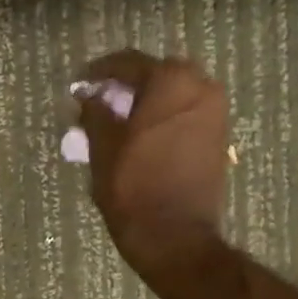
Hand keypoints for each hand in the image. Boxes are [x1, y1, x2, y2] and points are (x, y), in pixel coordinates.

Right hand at [76, 50, 229, 279]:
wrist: (175, 235)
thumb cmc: (133, 187)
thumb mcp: (102, 147)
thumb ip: (95, 112)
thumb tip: (90, 96)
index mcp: (170, 81)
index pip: (128, 63)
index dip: (98, 72)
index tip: (79, 84)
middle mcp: (201, 87)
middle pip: (155, 75)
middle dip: (125, 86)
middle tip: (97, 103)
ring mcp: (215, 112)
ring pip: (172, 94)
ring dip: (145, 102)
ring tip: (116, 122)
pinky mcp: (218, 136)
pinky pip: (185, 113)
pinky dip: (162, 117)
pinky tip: (139, 136)